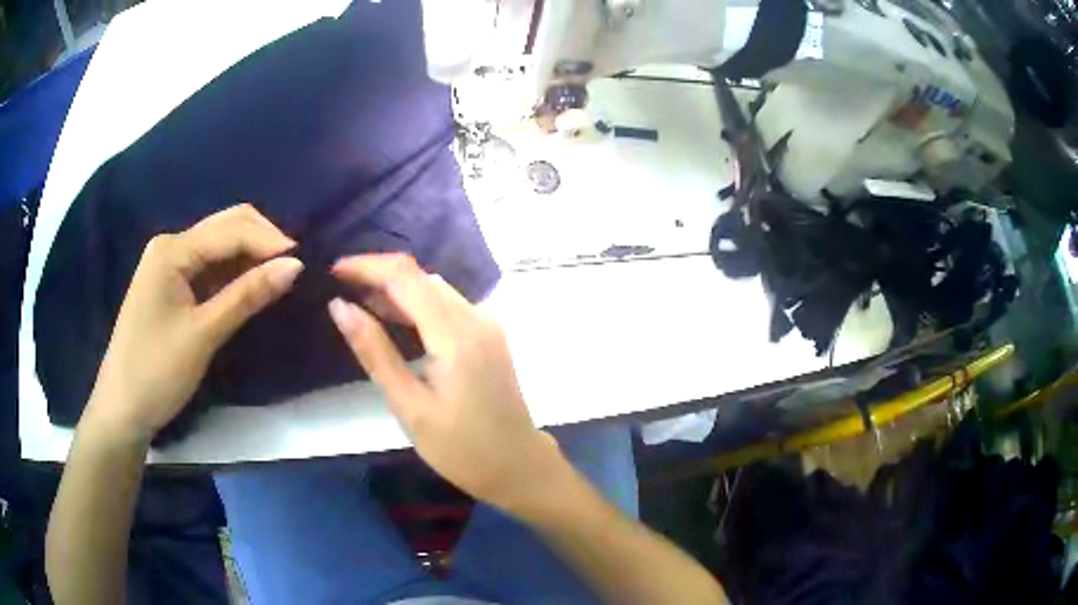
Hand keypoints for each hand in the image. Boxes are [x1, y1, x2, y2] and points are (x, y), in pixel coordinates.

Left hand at [85, 205, 302, 440]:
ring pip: (220, 247)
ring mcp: (170, 266)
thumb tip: (295, 266)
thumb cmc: (156, 371)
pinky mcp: (172, 287)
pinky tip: (253, 287)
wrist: (122, 408)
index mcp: (173, 250)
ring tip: (281, 277)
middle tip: (294, 268)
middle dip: (262, 241)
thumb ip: (247, 296)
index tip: (306, 263)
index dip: (270, 241)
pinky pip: (210, 269)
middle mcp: (172, 247)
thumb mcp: (203, 334)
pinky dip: (234, 274)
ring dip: (250, 256)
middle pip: (226, 227)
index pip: (231, 230)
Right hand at [329, 254, 562, 511]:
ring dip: (397, 290)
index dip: (366, 266)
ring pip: (435, 289)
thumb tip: (340, 307)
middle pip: (420, 277)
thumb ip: (374, 352)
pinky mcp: (490, 336)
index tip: (333, 272)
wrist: (519, 466)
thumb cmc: (462, 449)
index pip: (405, 277)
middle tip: (342, 290)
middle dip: (378, 275)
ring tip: (360, 304)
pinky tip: (396, 321)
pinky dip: (418, 305)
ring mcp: (487, 325)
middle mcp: (475, 318)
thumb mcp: (409, 406)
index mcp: (455, 334)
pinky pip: (449, 305)